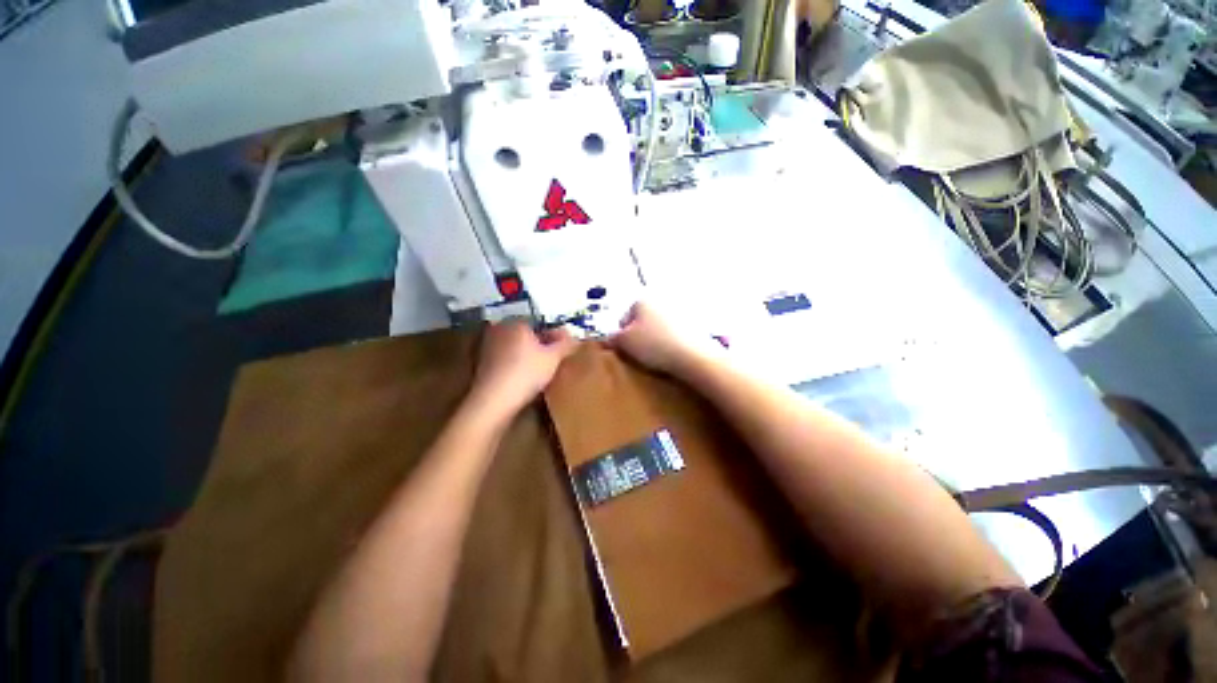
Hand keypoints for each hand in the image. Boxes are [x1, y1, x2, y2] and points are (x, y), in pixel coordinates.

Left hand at [469, 321, 578, 417]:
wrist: (494, 401)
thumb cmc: (527, 373)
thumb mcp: (553, 358)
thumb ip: (565, 344)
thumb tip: (574, 337)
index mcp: (517, 322)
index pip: (542, 323)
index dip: (556, 335)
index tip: (566, 347)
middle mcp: (500, 329)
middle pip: (528, 334)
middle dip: (543, 343)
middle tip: (557, 357)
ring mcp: (489, 346)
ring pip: (517, 347)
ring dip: (530, 354)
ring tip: (544, 369)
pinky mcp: (483, 364)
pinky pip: (507, 359)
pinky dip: (518, 364)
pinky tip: (526, 377)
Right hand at [609, 302, 717, 375]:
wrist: (693, 355)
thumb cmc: (653, 345)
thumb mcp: (625, 343)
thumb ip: (613, 338)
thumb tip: (608, 338)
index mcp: (642, 300)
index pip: (624, 319)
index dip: (622, 336)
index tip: (627, 350)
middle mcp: (661, 300)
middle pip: (642, 321)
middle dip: (639, 335)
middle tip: (640, 353)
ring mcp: (679, 310)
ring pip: (658, 327)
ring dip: (655, 338)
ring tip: (657, 355)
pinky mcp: (694, 323)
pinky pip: (674, 332)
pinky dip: (670, 341)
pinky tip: (671, 354)